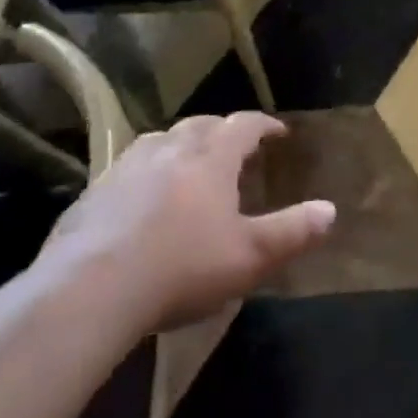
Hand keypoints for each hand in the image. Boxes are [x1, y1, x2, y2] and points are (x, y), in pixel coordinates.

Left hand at [43, 111, 334, 331]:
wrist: (87, 292)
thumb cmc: (181, 268)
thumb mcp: (249, 257)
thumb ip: (292, 232)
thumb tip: (331, 210)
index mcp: (210, 158)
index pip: (243, 125)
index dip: (264, 125)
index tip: (278, 132)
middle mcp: (169, 151)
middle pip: (200, 125)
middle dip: (221, 130)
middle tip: (234, 146)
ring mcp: (125, 169)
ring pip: (159, 141)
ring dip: (179, 145)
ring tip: (187, 164)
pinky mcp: (90, 195)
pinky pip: (125, 170)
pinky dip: (142, 174)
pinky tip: (138, 201)